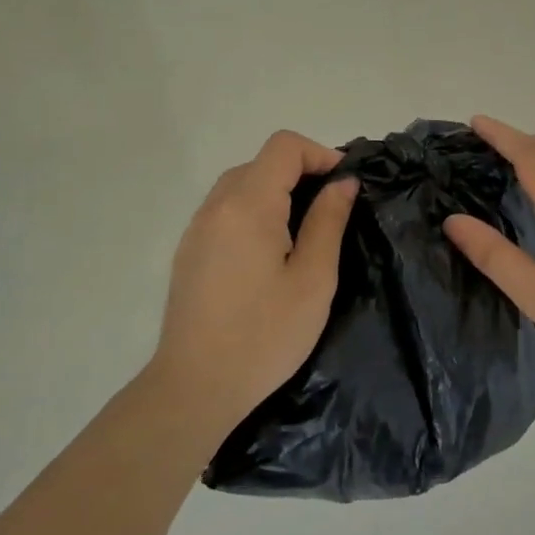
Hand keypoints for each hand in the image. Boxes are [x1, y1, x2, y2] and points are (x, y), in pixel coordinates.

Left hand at [150, 130, 357, 432]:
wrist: (196, 388)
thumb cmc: (265, 335)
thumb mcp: (313, 279)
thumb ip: (328, 221)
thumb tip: (343, 182)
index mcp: (248, 206)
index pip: (284, 147)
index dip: (320, 154)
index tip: (346, 185)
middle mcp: (216, 206)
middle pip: (261, 162)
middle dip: (301, 173)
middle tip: (332, 210)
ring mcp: (197, 229)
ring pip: (241, 184)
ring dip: (277, 192)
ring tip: (305, 231)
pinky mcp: (189, 251)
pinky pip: (226, 210)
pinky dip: (255, 211)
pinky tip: (270, 252)